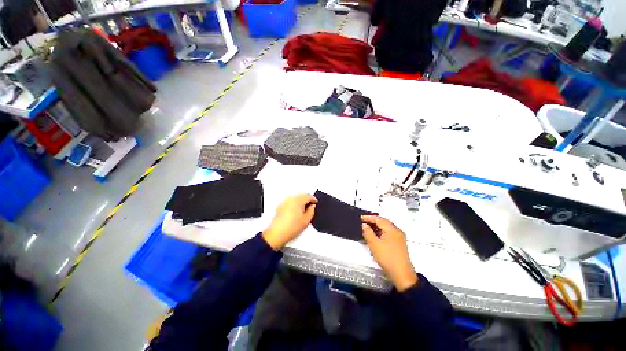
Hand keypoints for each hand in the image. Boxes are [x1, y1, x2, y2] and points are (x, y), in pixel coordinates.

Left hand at [262, 194, 317, 250]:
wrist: (277, 233)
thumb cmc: (293, 227)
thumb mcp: (306, 220)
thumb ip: (311, 211)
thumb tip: (312, 206)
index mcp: (298, 201)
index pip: (308, 196)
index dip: (313, 199)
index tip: (316, 203)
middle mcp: (291, 199)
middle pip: (301, 195)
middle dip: (307, 198)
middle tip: (311, 205)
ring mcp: (284, 201)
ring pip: (295, 197)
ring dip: (300, 200)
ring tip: (304, 208)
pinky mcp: (280, 206)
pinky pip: (290, 200)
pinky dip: (294, 202)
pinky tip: (296, 210)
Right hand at [362, 215, 417, 291]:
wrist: (402, 275)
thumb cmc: (387, 258)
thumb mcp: (374, 244)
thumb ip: (368, 233)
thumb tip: (364, 225)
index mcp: (392, 229)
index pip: (379, 219)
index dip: (369, 218)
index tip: (360, 218)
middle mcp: (397, 231)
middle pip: (384, 222)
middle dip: (373, 221)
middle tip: (363, 222)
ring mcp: (399, 238)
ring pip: (386, 228)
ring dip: (377, 227)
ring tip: (367, 228)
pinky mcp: (399, 244)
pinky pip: (388, 233)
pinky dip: (381, 232)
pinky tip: (375, 236)